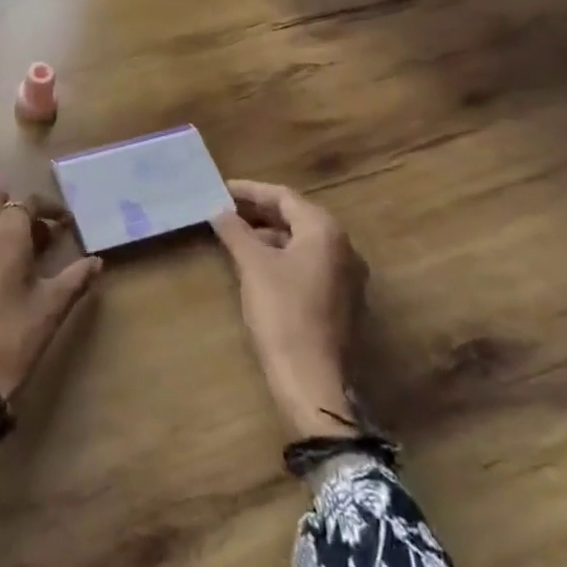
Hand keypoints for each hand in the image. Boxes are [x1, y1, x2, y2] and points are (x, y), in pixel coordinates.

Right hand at [211, 179, 368, 440]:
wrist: (312, 377)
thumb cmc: (282, 311)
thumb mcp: (252, 266)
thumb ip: (235, 232)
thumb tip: (219, 211)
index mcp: (325, 231)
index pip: (284, 197)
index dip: (250, 191)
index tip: (220, 189)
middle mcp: (344, 247)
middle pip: (297, 217)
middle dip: (259, 212)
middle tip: (224, 210)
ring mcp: (347, 275)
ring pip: (303, 242)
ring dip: (270, 235)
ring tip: (235, 237)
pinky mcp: (342, 299)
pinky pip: (310, 263)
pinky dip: (283, 256)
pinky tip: (258, 265)